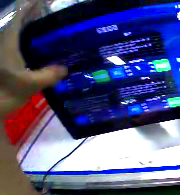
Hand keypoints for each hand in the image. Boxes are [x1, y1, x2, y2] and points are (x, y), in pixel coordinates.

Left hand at [0, 0, 66, 118]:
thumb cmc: (5, 93)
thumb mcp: (28, 85)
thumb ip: (48, 75)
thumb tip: (66, 69)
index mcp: (10, 40)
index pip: (22, 14)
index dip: (33, 5)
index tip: (48, 2)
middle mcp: (8, 41)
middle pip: (25, 23)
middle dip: (40, 18)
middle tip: (60, 22)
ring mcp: (8, 51)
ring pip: (25, 34)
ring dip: (39, 32)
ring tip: (57, 36)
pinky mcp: (10, 60)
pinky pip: (25, 46)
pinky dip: (35, 45)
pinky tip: (46, 52)